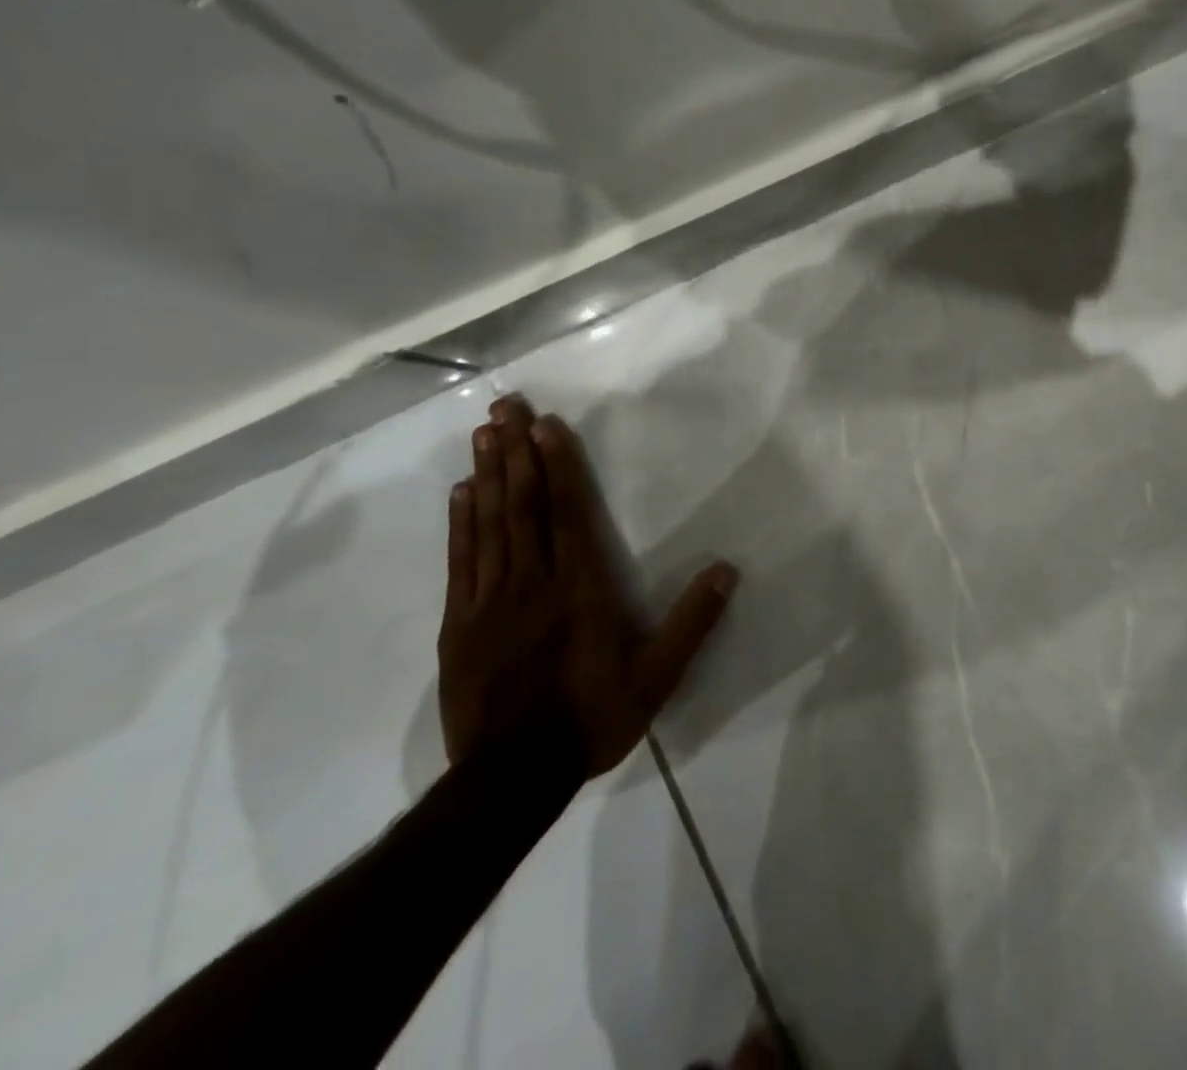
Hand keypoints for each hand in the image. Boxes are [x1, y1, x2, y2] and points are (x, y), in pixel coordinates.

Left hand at [438, 395, 736, 774]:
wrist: (510, 779)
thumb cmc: (591, 719)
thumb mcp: (657, 678)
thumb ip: (691, 623)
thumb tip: (727, 570)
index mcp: (580, 590)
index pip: (567, 514)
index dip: (558, 466)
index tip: (545, 426)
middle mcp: (533, 583)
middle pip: (523, 506)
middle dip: (516, 452)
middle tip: (506, 406)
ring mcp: (489, 601)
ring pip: (490, 525)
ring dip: (488, 474)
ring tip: (484, 432)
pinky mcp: (459, 624)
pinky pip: (460, 561)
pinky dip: (461, 522)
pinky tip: (461, 492)